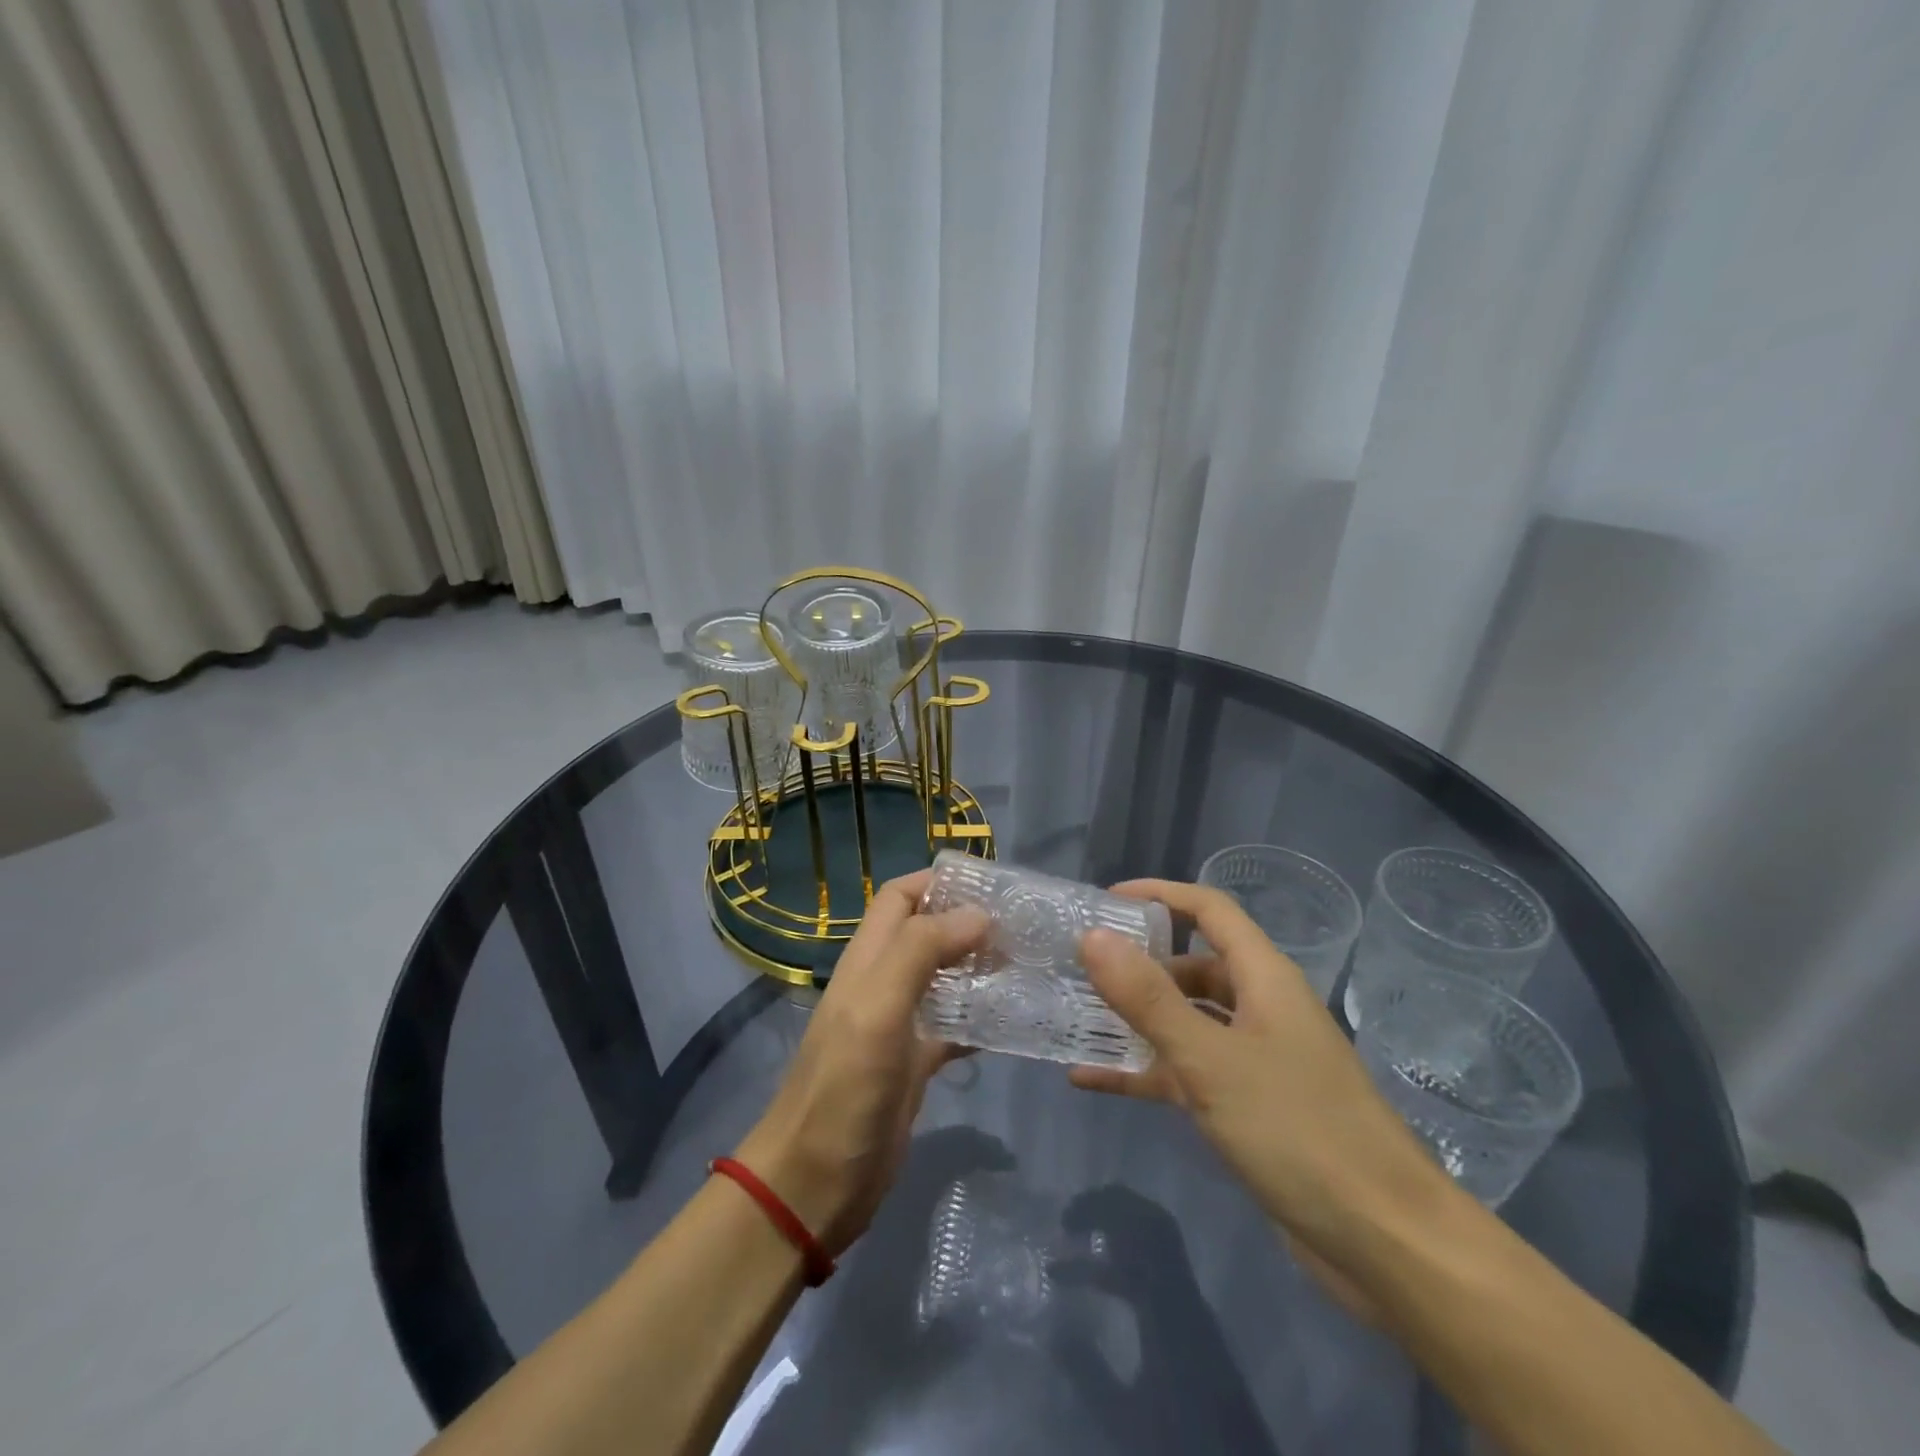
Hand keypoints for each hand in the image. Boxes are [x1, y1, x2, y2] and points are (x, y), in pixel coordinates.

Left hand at [733, 870, 987, 1256]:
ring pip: (944, 977)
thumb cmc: (843, 1087)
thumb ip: (920, 952)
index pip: (900, 897)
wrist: (815, 1183)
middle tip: (1024, 926)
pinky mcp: (915, 1063)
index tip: (992, 885)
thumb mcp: (877, 1008)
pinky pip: (954, 1026)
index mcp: (867, 960)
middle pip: (926, 933)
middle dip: (969, 921)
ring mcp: (899, 1024)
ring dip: (979, 966)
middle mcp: (883, 983)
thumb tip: (977, 913)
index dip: (938, 882)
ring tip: (1029, 964)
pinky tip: (1014, 1021)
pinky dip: (981, 1017)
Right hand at [1052, 1186, 1279, 1455]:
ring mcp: (1193, 1296)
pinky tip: (1111, 1264)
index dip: (1089, 1234)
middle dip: (1108, 1206)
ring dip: (1123, 1218)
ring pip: (1159, 1231)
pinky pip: (1164, 1255)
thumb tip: (1053, 1330)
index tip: (1058, 1244)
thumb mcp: (1125, 1419)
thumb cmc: (1181, 1441)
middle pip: (1150, 1219)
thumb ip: (1087, 1373)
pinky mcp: (1196, 1310)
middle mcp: (1183, 1289)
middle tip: (1071, 1214)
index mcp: (1165, 1306)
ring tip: (1087, 1223)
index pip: (1127, 1244)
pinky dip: (1135, 1244)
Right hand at [1070, 880, 1453, 1293]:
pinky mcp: (1248, 1107)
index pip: (1210, 910)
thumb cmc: (1299, 1131)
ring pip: (1187, 1020)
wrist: (1386, 1244)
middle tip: (1080, 966)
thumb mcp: (1211, 1059)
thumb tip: (1093, 936)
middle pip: (1194, 965)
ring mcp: (1256, 1060)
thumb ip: (1148, 998)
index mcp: (1265, 979)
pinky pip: (1186, 1073)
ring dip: (1137, 1018)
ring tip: (1077, 1015)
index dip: (1159, 895)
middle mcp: (1262, 1008)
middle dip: (1139, 962)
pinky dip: (1144, 1071)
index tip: (1105, 902)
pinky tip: (1091, 1079)